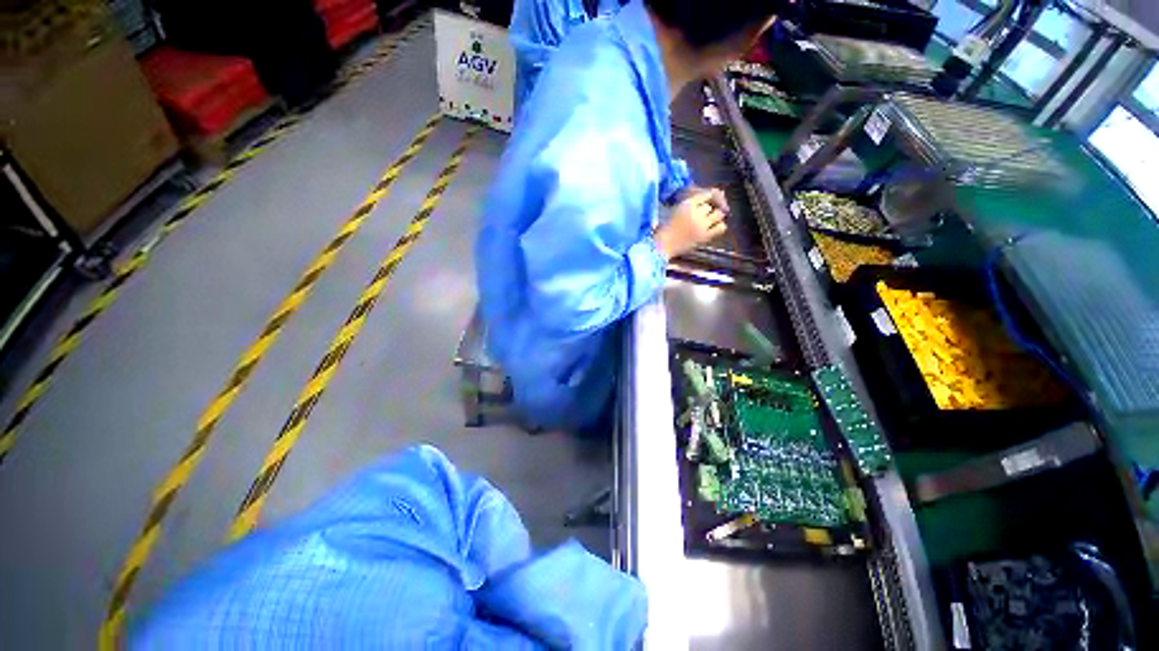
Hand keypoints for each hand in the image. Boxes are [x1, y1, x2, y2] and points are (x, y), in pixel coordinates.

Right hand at [654, 190, 727, 259]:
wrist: (661, 246)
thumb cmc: (664, 230)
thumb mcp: (674, 211)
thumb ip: (688, 205)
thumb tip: (709, 201)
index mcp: (687, 204)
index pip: (706, 195)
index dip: (707, 199)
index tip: (704, 205)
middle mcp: (696, 212)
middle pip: (710, 206)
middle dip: (707, 211)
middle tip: (702, 218)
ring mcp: (701, 225)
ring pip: (719, 214)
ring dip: (715, 217)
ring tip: (708, 223)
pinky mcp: (705, 236)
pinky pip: (721, 227)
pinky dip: (719, 227)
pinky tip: (711, 230)